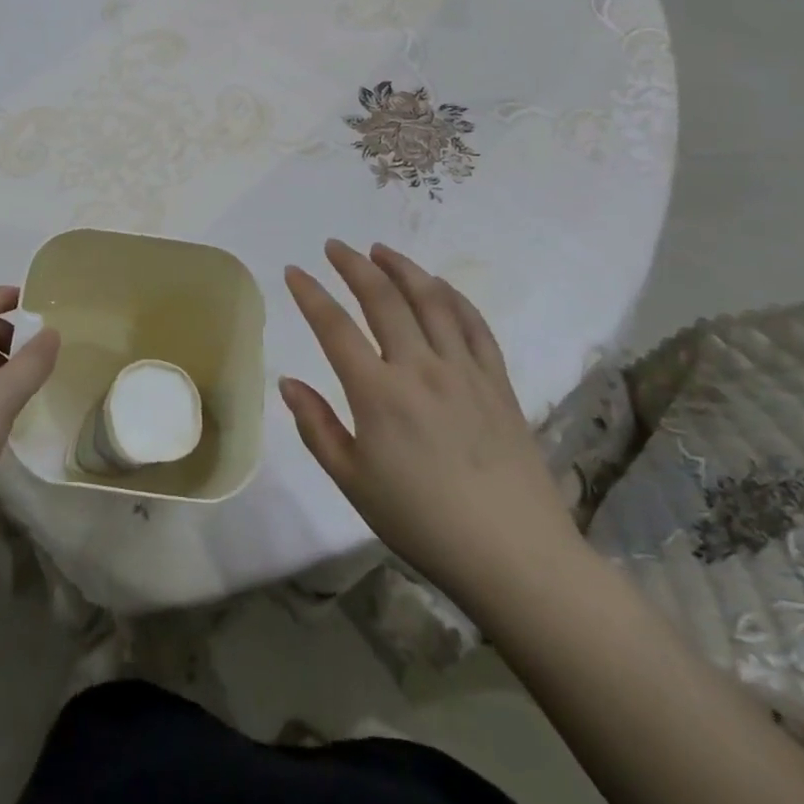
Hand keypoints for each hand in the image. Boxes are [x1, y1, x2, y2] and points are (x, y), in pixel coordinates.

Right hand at [279, 240, 583, 616]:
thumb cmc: (423, 523)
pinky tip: (438, 285)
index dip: (310, 293)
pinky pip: (473, 324)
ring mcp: (463, 370)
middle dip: (353, 265)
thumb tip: (288, 382)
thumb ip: (317, 428)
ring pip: (430, 300)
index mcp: (378, 393)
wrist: (516, 557)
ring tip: (381, 250)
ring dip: (402, 268)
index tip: (293, 270)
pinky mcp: (497, 381)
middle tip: (335, 246)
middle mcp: (419, 368)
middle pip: (382, 298)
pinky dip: (452, 296)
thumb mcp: (353, 483)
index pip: (334, 327)